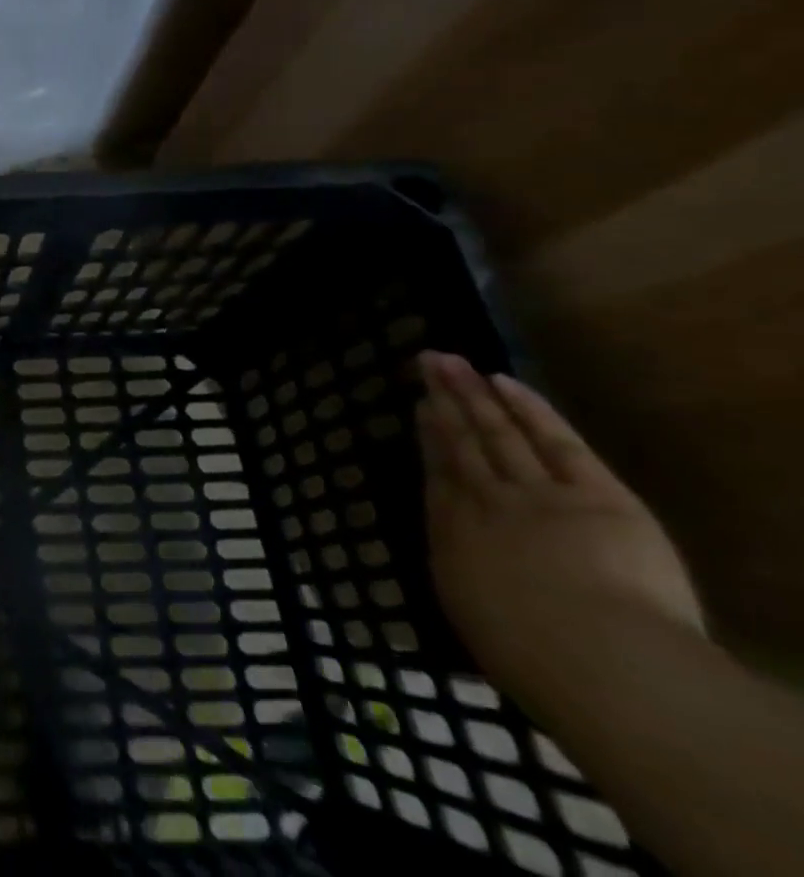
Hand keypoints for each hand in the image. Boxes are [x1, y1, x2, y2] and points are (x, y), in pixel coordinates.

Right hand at [416, 352, 704, 709]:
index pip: (438, 473)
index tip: (420, 407)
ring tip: (452, 361)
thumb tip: (457, 559)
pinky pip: (556, 441)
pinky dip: (528, 408)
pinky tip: (503, 381)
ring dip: (473, 392)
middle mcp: (486, 501)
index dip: (429, 436)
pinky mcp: (594, 494)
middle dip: (445, 399)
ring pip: (498, 431)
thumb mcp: (474, 618)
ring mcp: (537, 492)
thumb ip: (465, 577)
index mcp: (455, 534)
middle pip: (462, 441)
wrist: (597, 657)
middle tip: (427, 360)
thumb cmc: (528, 656)